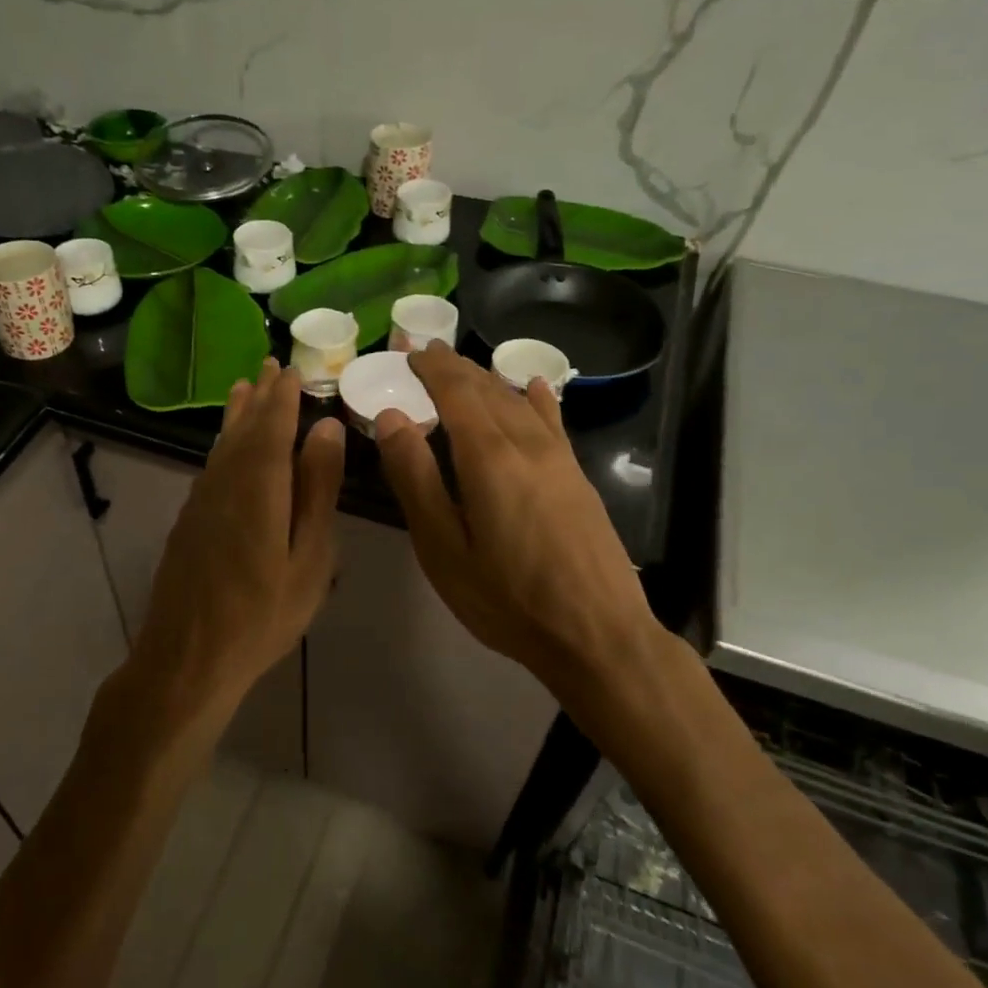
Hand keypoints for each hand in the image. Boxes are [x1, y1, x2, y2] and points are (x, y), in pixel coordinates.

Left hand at [116, 358, 343, 755]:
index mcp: (258, 486)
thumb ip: (317, 490)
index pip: (273, 425)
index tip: (292, 368)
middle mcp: (224, 482)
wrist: (188, 657)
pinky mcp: (189, 521)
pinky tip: (227, 447)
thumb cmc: (262, 614)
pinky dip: (223, 444)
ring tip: (245, 388)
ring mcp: (201, 501)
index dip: (284, 396)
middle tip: (269, 365)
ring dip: (237, 415)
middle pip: (243, 428)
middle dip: (259, 396)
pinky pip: (211, 466)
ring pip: (222, 445)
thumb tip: (327, 429)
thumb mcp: (308, 558)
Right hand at [373, 345, 657, 699]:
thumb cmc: (506, 598)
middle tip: (427, 354)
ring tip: (464, 369)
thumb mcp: (443, 548)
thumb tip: (391, 418)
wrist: (596, 633)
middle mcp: (527, 444)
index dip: (432, 369)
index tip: (410, 353)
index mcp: (489, 458)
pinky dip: (536, 399)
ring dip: (488, 380)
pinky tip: (533, 387)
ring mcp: (560, 459)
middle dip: (456, 368)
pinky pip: (553, 421)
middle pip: (488, 390)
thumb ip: (415, 479)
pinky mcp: (578, 478)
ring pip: (519, 402)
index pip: (457, 392)